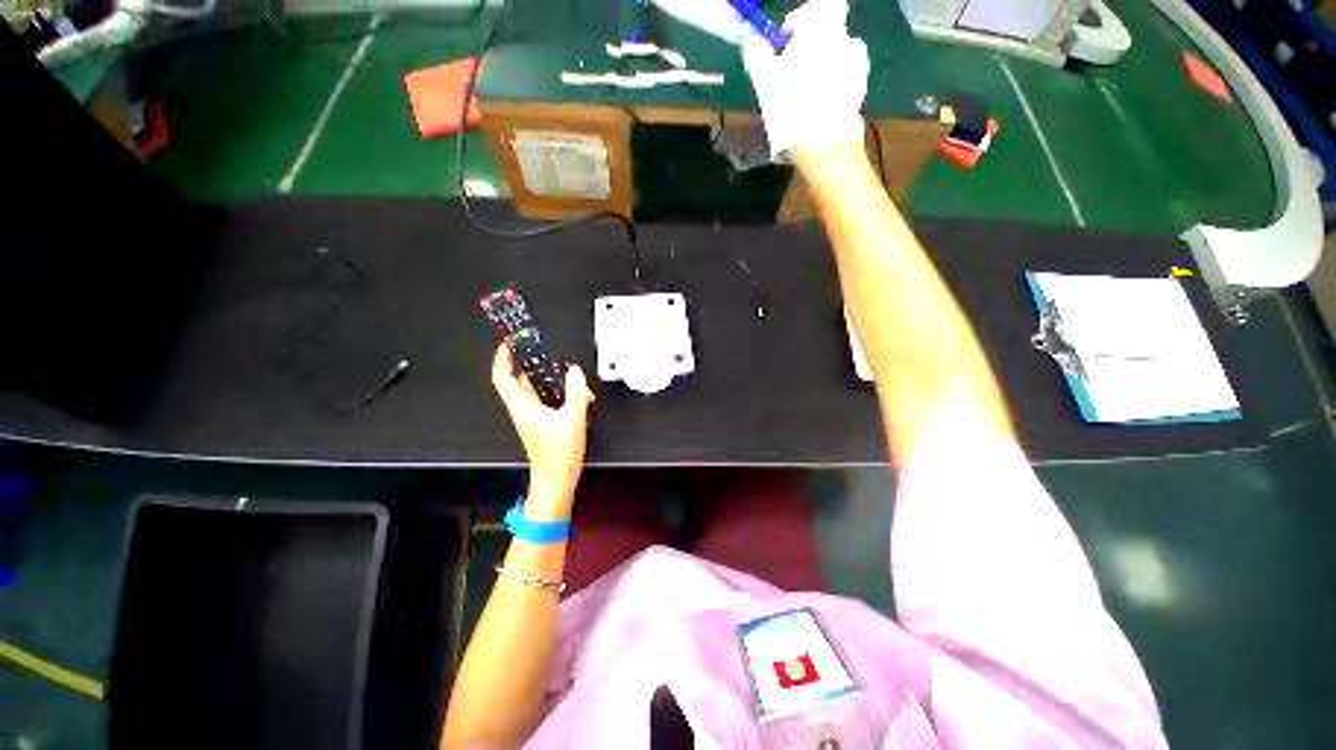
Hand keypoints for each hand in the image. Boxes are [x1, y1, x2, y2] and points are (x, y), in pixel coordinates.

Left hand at [491, 343, 594, 518]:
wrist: (556, 479)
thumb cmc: (559, 453)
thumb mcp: (573, 417)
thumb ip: (575, 391)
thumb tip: (574, 372)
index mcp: (523, 406)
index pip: (502, 377)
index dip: (502, 358)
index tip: (509, 343)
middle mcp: (524, 410)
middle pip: (518, 380)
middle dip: (528, 364)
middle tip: (540, 351)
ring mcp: (533, 416)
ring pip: (534, 389)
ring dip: (546, 379)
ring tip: (564, 372)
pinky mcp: (543, 423)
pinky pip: (545, 399)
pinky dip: (556, 391)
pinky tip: (573, 392)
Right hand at [741, 0, 868, 158]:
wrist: (823, 146)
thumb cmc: (791, 107)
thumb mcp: (765, 81)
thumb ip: (757, 54)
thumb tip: (751, 39)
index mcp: (824, 29)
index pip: (818, 7)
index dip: (800, 20)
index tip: (784, 42)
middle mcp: (846, 40)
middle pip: (827, 35)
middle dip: (809, 50)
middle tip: (790, 75)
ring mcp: (857, 67)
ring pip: (836, 59)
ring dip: (821, 70)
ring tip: (803, 97)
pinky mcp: (860, 92)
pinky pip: (843, 81)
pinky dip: (831, 89)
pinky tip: (816, 110)